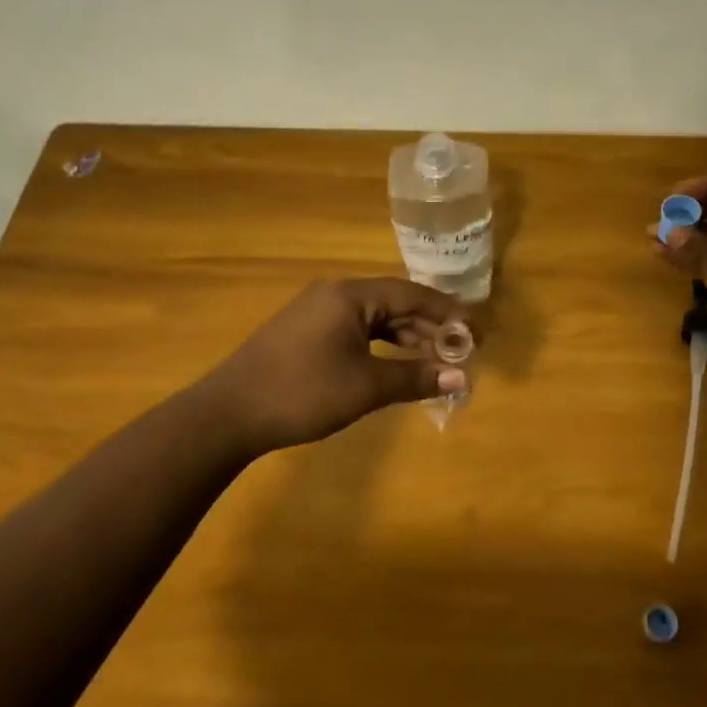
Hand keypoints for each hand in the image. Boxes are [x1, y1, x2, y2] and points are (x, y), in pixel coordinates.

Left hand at [198, 279, 470, 454]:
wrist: (229, 412)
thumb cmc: (303, 392)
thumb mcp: (365, 386)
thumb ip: (415, 378)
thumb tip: (462, 377)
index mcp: (351, 295)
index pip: (412, 294)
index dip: (447, 313)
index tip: (476, 332)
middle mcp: (335, 295)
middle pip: (395, 304)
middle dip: (430, 329)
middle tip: (462, 353)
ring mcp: (317, 313)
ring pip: (375, 320)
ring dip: (406, 341)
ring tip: (436, 364)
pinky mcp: (305, 334)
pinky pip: (356, 332)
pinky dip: (381, 348)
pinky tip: (395, 368)